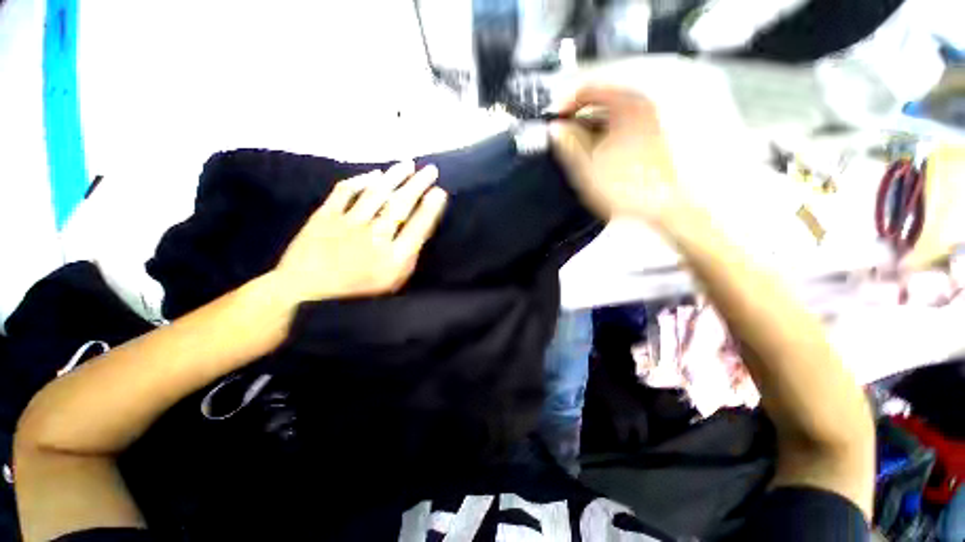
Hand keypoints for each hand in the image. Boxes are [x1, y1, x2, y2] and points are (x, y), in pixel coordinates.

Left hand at [271, 161, 446, 301]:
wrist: (303, 297)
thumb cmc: (355, 296)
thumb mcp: (391, 286)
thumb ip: (407, 260)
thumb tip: (418, 233)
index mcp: (394, 259)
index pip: (419, 227)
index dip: (431, 207)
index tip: (440, 191)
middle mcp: (375, 237)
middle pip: (401, 205)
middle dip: (418, 185)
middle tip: (431, 169)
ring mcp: (348, 224)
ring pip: (376, 193)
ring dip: (394, 176)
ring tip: (408, 164)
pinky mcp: (325, 216)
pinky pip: (344, 192)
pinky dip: (360, 180)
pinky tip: (373, 174)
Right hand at [550, 85, 694, 228]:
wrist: (662, 204)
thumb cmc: (627, 186)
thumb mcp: (588, 167)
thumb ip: (568, 143)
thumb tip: (555, 128)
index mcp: (625, 105)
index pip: (588, 89)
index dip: (564, 103)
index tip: (552, 119)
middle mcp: (640, 105)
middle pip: (599, 99)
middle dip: (576, 116)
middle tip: (560, 134)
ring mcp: (647, 119)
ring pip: (609, 113)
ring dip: (588, 126)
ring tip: (573, 145)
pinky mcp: (649, 134)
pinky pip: (619, 124)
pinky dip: (602, 133)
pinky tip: (594, 151)